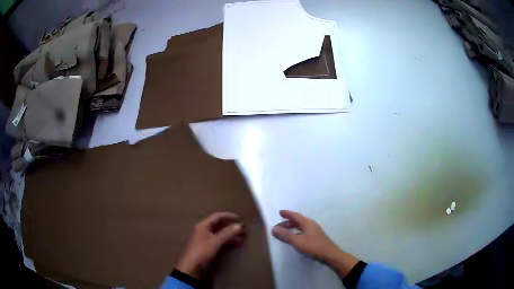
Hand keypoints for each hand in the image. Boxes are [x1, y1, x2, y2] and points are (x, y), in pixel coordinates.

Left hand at [176, 212, 244, 277]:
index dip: (229, 216)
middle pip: (219, 224)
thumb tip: (239, 225)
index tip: (240, 218)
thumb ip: (227, 233)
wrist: (191, 265)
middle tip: (243, 228)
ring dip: (230, 233)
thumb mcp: (215, 241)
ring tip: (242, 236)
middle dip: (231, 226)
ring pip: (219, 232)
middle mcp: (203, 229)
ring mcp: (204, 237)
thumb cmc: (202, 251)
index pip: (217, 216)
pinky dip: (227, 239)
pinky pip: (218, 239)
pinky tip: (236, 243)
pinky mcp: (206, 246)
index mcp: (203, 225)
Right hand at [272, 210, 358, 276]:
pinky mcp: (316, 237)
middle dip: (288, 222)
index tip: (280, 212)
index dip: (287, 214)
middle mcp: (311, 225)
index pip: (295, 216)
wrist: (330, 254)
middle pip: (298, 221)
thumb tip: (273, 228)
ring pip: (301, 226)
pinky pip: (303, 231)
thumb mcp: (297, 241)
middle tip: (279, 225)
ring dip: (292, 227)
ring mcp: (314, 231)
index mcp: (307, 223)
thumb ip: (285, 235)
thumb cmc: (314, 246)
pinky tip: (295, 238)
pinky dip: (297, 232)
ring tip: (285, 231)